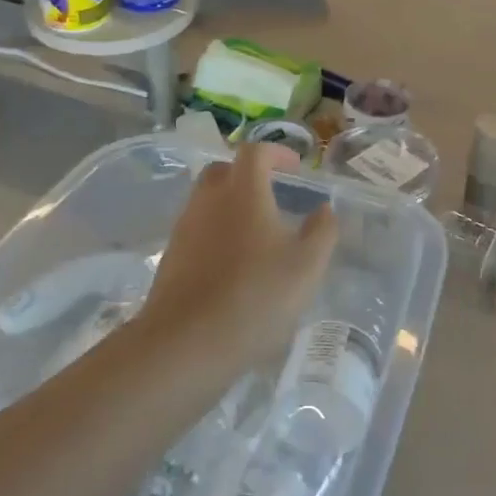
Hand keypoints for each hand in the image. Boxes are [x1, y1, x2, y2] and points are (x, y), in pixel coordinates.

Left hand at [141, 144, 336, 360]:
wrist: (185, 343)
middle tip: (274, 195)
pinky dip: (218, 234)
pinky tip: (236, 265)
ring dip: (232, 206)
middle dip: (250, 175)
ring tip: (259, 235)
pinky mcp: (172, 257)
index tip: (296, 167)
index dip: (277, 152)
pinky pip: (198, 230)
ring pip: (208, 201)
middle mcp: (208, 201)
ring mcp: (185, 229)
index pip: (255, 152)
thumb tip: (324, 209)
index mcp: (243, 192)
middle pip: (225, 171)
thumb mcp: (306, 266)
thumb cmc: (255, 296)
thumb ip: (321, 232)